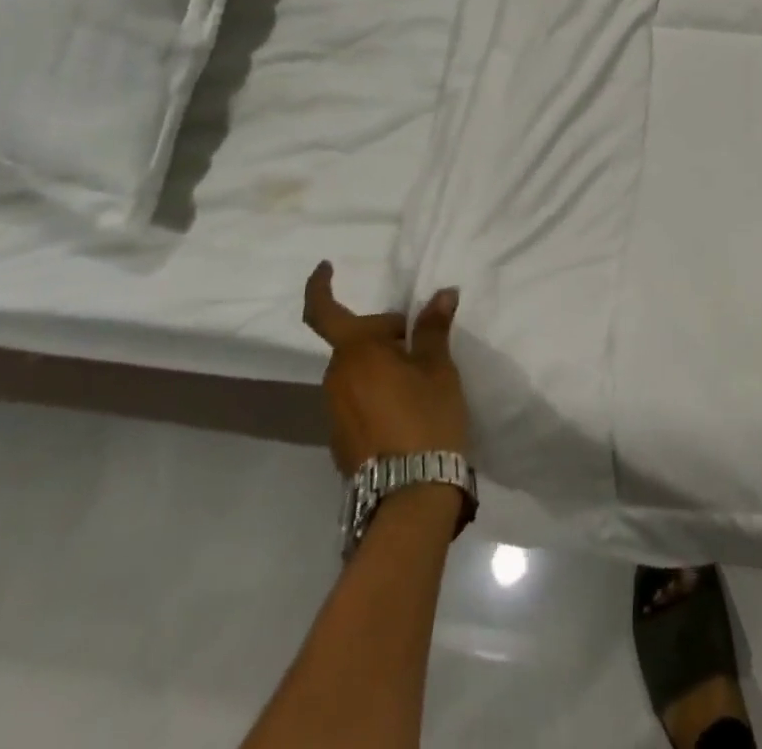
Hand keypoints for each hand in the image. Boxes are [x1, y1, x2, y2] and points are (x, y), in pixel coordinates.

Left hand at [302, 262, 468, 475]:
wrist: (410, 495)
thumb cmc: (426, 417)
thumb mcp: (438, 368)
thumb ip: (434, 328)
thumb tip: (441, 294)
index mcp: (356, 352)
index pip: (324, 312)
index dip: (320, 287)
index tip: (326, 267)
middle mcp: (336, 377)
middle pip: (356, 341)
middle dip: (386, 334)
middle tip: (424, 343)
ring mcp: (334, 411)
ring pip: (358, 370)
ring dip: (383, 363)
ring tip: (421, 378)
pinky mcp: (341, 438)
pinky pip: (357, 398)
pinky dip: (378, 390)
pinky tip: (408, 408)